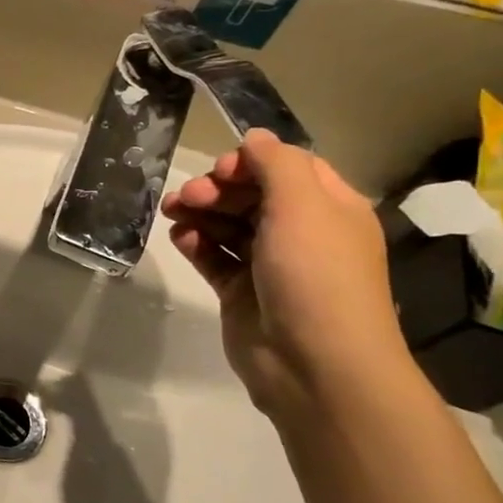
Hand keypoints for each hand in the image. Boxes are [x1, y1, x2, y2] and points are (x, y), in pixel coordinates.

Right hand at [162, 130, 409, 414]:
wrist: (313, 364)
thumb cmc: (315, 276)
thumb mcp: (303, 206)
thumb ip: (276, 164)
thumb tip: (254, 137)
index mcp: (329, 209)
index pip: (288, 168)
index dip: (250, 162)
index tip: (221, 171)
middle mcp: (302, 234)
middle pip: (252, 195)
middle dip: (217, 189)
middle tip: (187, 197)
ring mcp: (270, 266)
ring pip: (228, 226)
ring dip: (199, 214)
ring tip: (172, 214)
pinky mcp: (242, 293)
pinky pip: (215, 259)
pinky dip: (196, 245)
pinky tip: (179, 240)